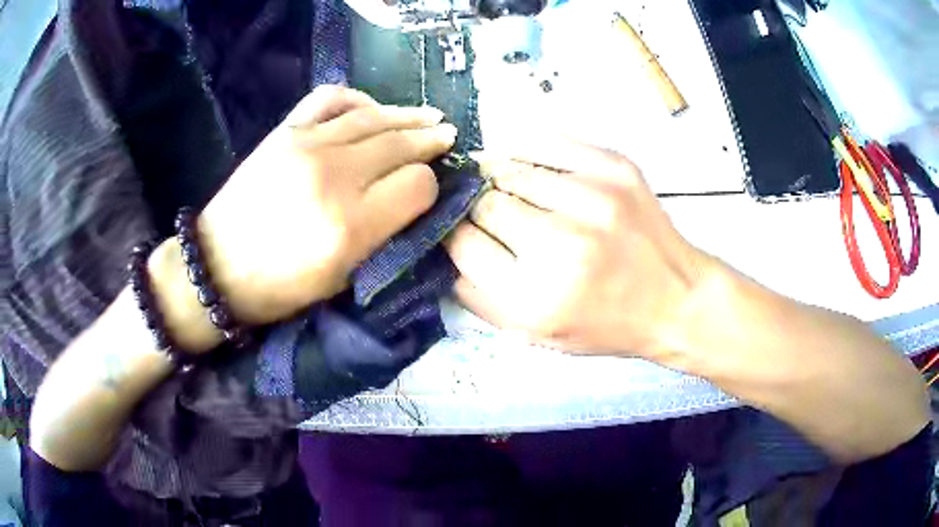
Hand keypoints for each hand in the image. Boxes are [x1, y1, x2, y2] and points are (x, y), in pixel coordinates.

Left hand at [198, 85, 456, 323]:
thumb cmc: (279, 288)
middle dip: (430, 141)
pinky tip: (373, 107)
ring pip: (374, 116)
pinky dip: (359, 98)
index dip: (431, 188)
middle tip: (447, 138)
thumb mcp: (340, 281)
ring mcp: (306, 146)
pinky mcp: (285, 132)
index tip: (427, 193)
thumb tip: (414, 200)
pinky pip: (331, 98)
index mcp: (349, 227)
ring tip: (429, 116)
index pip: (417, 186)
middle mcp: (333, 177)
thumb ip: (383, 238)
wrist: (216, 267)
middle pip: (400, 144)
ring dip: (408, 115)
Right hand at [444, 139, 713, 357]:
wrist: (676, 300)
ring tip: (504, 187)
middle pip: (484, 203)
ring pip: (510, 168)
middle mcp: (562, 245)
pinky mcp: (615, 169)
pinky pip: (547, 140)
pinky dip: (525, 149)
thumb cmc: (606, 325)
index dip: (454, 234)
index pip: (463, 243)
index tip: (461, 231)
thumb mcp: (536, 336)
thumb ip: (480, 299)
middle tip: (486, 212)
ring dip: (498, 177)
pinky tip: (526, 164)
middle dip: (476, 208)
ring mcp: (592, 199)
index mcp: (535, 297)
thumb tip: (446, 250)